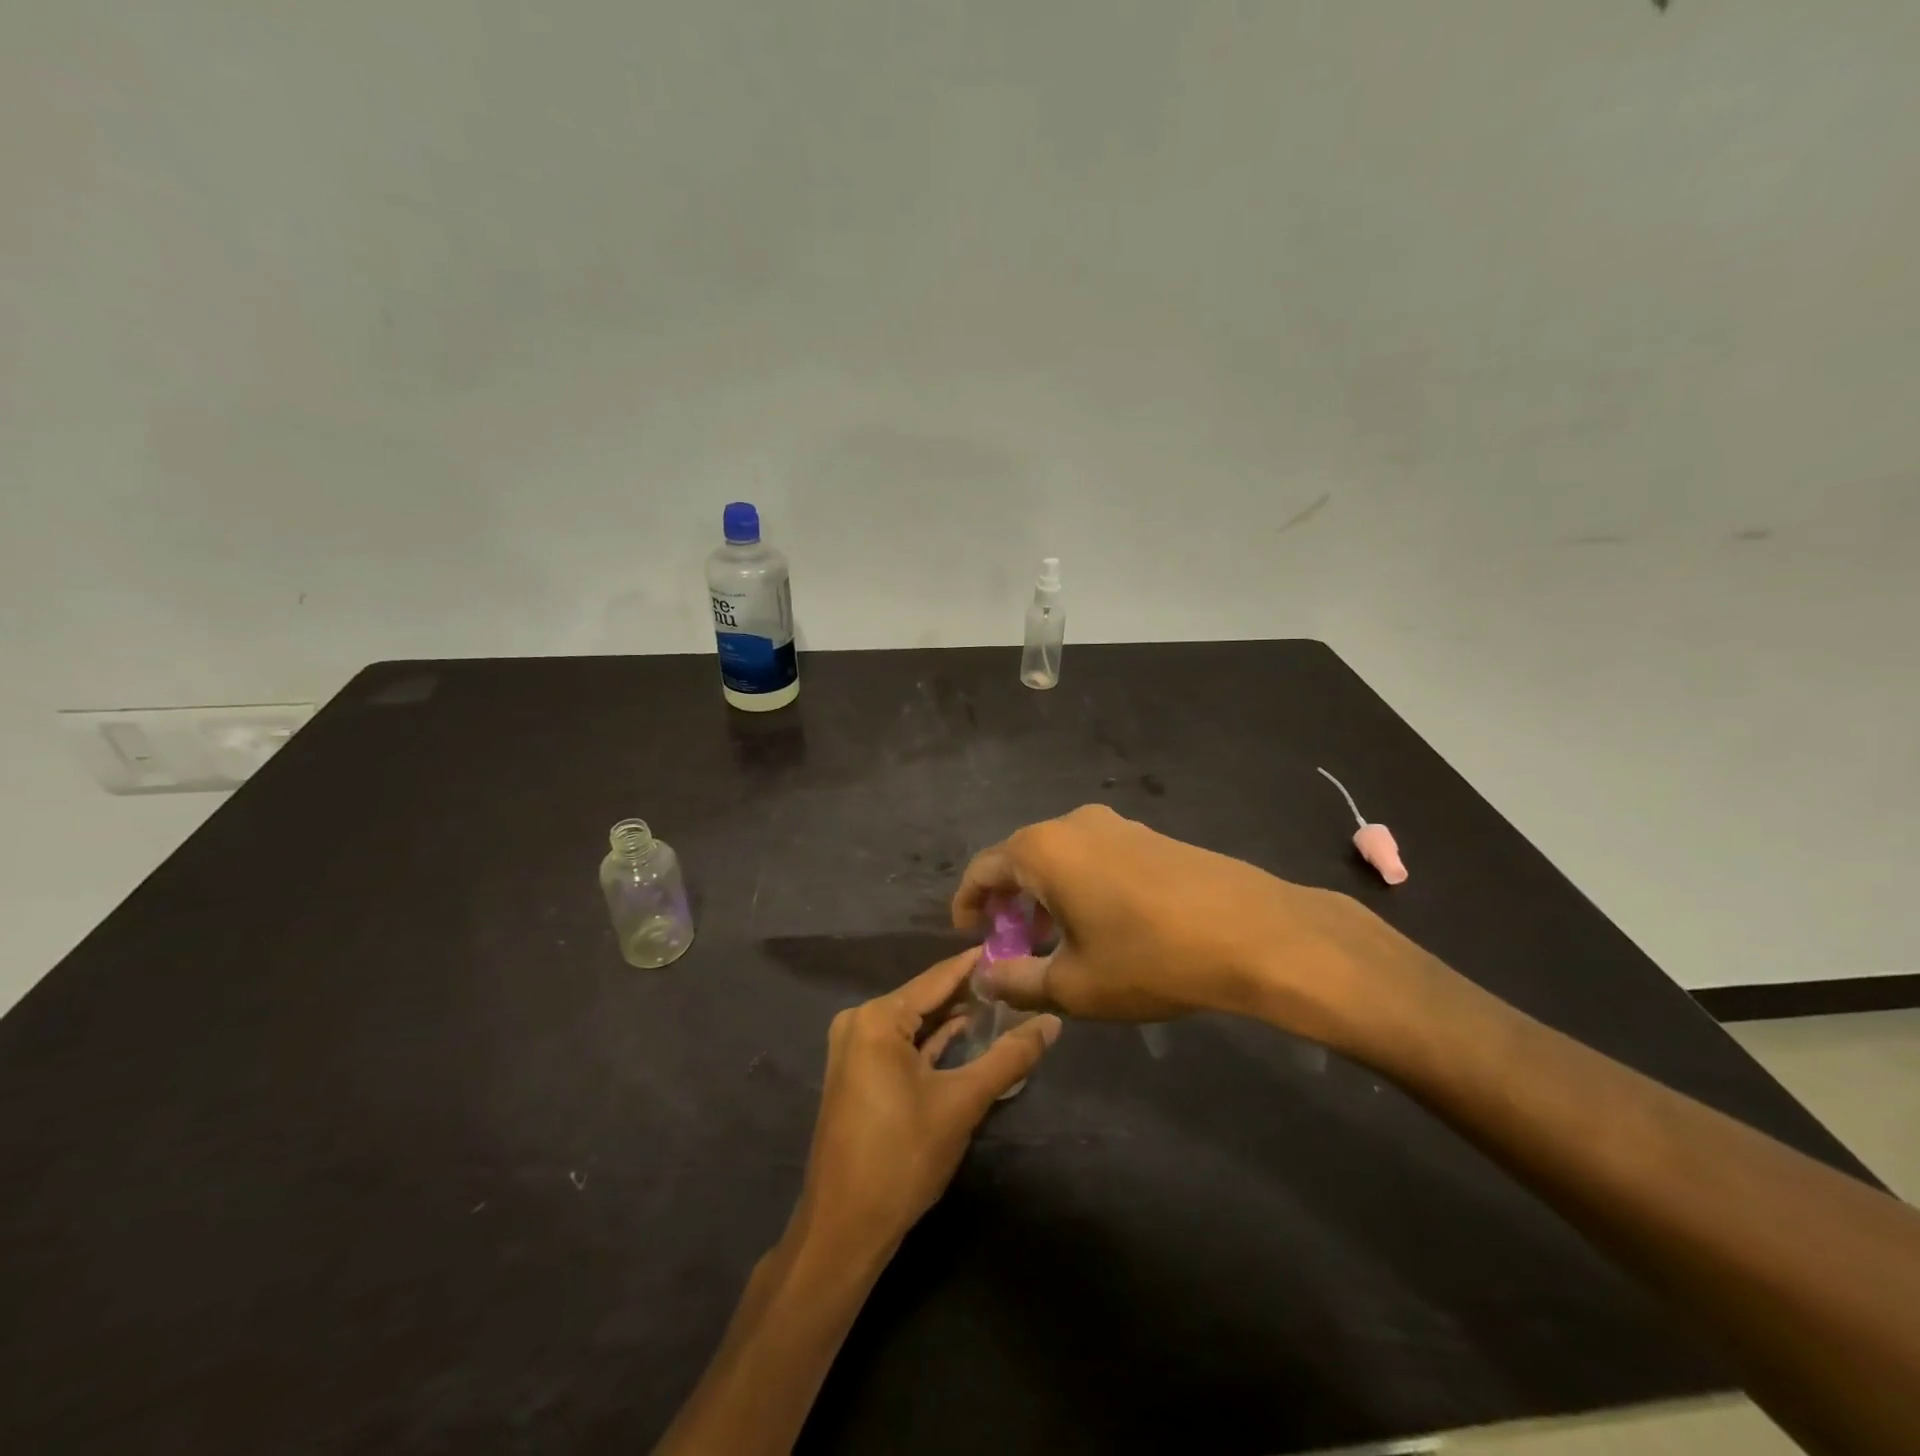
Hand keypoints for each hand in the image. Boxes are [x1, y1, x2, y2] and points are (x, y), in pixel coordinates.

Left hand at [793, 950, 1061, 1257]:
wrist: (845, 1228)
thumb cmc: (902, 1157)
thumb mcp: (962, 1103)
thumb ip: (1009, 1057)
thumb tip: (1053, 1021)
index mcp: (878, 1017)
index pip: (938, 977)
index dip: (977, 964)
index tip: (1014, 946)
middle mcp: (860, 1021)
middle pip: (925, 997)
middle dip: (969, 992)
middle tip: (1016, 979)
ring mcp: (854, 1047)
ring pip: (914, 1021)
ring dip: (952, 1017)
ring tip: (1000, 1002)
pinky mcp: (857, 1072)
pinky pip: (900, 1043)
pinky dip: (931, 1041)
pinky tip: (964, 1034)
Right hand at [953, 804, 1408, 1050]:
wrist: (1254, 933)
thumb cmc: (1150, 958)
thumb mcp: (1074, 984)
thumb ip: (1017, 981)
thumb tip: (984, 977)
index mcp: (1043, 849)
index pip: (983, 869)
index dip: (968, 904)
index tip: (969, 937)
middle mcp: (1073, 823)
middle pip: (1021, 858)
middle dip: (1009, 903)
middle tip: (1013, 946)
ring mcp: (1117, 824)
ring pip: (1061, 857)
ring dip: (1046, 896)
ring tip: (1055, 940)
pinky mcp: (1150, 835)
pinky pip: (1095, 856)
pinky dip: (1080, 886)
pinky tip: (1101, 924)